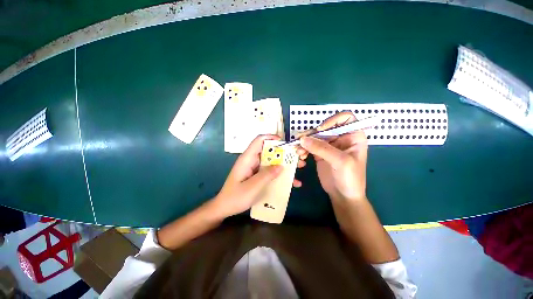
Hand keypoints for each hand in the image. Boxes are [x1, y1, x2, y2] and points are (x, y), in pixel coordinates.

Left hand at [213, 135, 305, 217]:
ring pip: (272, 161)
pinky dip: (280, 175)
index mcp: (248, 158)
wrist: (225, 208)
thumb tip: (281, 166)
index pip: (259, 140)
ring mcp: (256, 168)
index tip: (285, 143)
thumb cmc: (236, 197)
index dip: (272, 138)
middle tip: (298, 158)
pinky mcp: (258, 176)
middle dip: (284, 153)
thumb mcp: (252, 187)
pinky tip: (292, 183)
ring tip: (299, 167)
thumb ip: (267, 175)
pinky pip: (271, 172)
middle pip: (269, 151)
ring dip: (285, 164)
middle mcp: (252, 160)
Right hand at [300, 112, 367, 201]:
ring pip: (315, 137)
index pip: (345, 118)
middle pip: (325, 128)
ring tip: (299, 151)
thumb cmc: (350, 178)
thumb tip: (302, 139)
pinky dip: (303, 149)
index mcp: (353, 136)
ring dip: (305, 142)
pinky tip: (301, 156)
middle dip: (312, 134)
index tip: (321, 129)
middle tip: (300, 140)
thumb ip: (322, 148)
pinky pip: (309, 146)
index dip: (333, 120)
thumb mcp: (340, 161)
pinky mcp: (319, 153)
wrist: (343, 195)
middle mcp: (341, 138)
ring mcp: (329, 146)